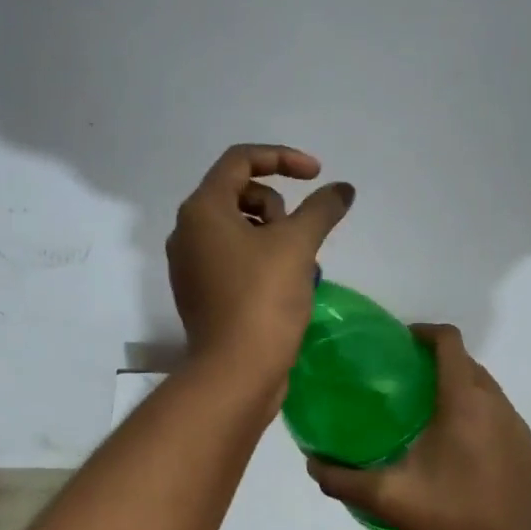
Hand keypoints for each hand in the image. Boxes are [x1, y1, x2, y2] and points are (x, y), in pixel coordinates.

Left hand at [167, 144, 354, 391]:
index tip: (316, 175)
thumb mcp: (298, 245)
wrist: (236, 372)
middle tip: (299, 237)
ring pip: (238, 227)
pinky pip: (234, 257)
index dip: (282, 158)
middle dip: (277, 206)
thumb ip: (322, 208)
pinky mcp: (201, 292)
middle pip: (239, 193)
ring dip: (273, 234)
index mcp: (202, 210)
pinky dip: (261, 258)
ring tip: (296, 265)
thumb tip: (342, 189)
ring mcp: (191, 264)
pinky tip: (284, 284)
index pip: (240, 159)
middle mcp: (187, 231)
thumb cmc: (263, 298)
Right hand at [307, 324, 530, 529]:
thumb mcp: (391, 500)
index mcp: (464, 402)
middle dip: (433, 360)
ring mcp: (515, 426)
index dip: (422, 332)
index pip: (448, 342)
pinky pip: (494, 411)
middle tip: (397, 380)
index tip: (395, 344)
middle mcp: (495, 403)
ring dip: (453, 385)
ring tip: (418, 411)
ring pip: (482, 386)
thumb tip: (312, 463)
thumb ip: (345, 479)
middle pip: (464, 361)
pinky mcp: (525, 448)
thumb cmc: (458, 522)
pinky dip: (471, 410)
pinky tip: (449, 446)